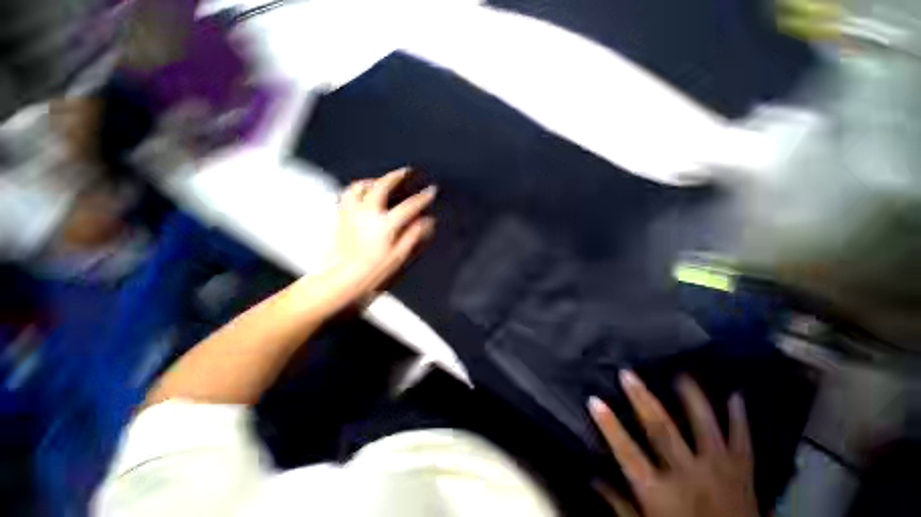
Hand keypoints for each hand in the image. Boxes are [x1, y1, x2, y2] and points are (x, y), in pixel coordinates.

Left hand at [320, 167, 435, 302]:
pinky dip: (357, 189)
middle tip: (406, 171)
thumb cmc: (373, 271)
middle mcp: (367, 213)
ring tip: (382, 180)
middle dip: (396, 176)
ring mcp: (351, 213)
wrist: (343, 279)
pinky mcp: (341, 217)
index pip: (409, 206)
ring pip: (360, 186)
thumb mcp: (399, 256)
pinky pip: (347, 195)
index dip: (422, 197)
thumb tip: (427, 221)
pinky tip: (362, 193)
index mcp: (385, 224)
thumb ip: (413, 235)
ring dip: (374, 180)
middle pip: (382, 186)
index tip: (431, 190)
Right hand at [588, 371, 757, 516]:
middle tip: (627, 373)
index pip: (626, 452)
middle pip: (661, 430)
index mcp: (661, 492)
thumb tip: (593, 480)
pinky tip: (736, 396)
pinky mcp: (743, 472)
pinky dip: (739, 418)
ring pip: (704, 427)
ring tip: (681, 374)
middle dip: (642, 399)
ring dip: (691, 399)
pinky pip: (743, 441)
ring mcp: (719, 470)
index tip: (593, 399)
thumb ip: (620, 506)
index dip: (608, 425)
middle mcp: (689, 475)